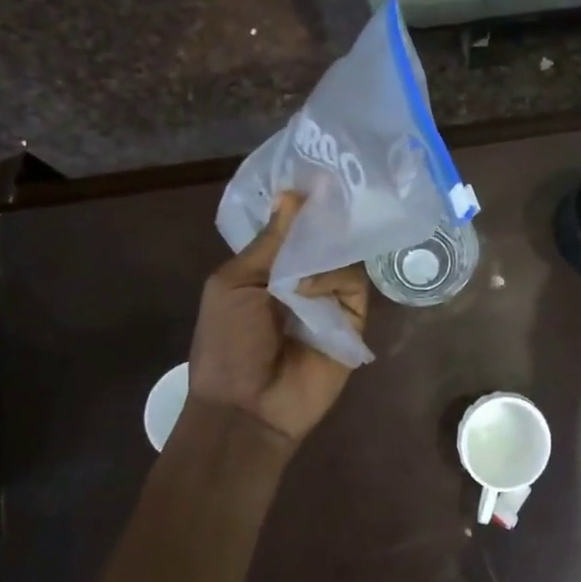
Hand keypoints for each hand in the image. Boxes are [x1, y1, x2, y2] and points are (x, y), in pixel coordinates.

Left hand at [187, 192, 368, 445]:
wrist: (247, 407)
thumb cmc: (227, 345)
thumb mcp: (233, 285)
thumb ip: (268, 242)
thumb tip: (292, 194)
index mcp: (269, 268)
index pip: (293, 227)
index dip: (302, 205)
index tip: (317, 174)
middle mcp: (303, 278)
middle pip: (324, 236)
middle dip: (325, 218)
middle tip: (335, 190)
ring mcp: (330, 298)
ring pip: (343, 255)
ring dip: (322, 254)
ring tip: (302, 268)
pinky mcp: (353, 318)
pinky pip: (354, 284)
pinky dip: (332, 280)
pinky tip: (310, 291)